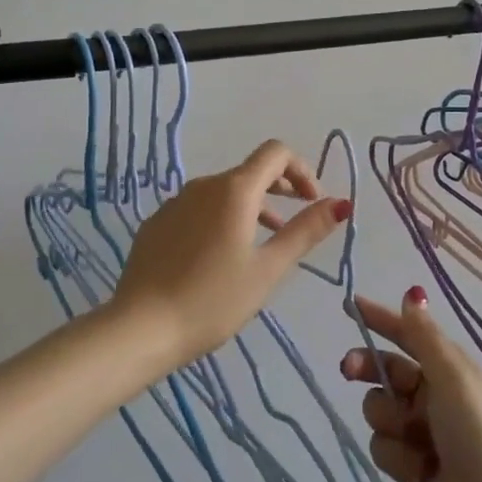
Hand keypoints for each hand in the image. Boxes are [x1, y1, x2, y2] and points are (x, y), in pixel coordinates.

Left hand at [109, 140, 351, 368]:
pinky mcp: (157, 223)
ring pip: (224, 192)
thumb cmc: (213, 300)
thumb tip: (341, 203)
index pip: (276, 153)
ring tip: (263, 243)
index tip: (313, 202)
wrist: (140, 328)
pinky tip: (219, 257)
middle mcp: (203, 185)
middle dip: (280, 188)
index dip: (302, 170)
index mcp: (234, 190)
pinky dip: (221, 219)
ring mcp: (175, 203)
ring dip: (251, 207)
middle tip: (295, 221)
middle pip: (250, 171)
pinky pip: (198, 209)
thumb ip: (305, 231)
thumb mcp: (268, 269)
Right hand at [341, 288, 481, 481]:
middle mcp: (433, 396)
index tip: (349, 307)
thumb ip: (425, 337)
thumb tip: (413, 294)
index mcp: (448, 369)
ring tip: (415, 442)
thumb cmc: (478, 435)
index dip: (380, 319)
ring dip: (389, 422)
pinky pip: (383, 448)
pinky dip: (397, 457)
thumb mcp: (453, 376)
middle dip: (367, 368)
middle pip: (385, 371)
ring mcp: (421, 433)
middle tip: (348, 370)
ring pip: (379, 412)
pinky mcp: (412, 468)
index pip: (407, 335)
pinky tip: (419, 471)